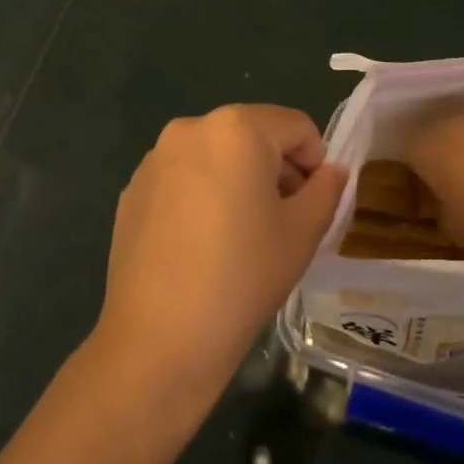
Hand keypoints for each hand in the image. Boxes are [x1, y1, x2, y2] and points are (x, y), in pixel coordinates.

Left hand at [93, 105, 344, 407]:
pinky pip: (183, 177)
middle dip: (276, 168)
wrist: (159, 338)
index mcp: (237, 128)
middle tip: (283, 220)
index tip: (314, 203)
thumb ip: (326, 190)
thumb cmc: (243, 276)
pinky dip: (202, 194)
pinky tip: (202, 244)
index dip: (315, 161)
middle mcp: (191, 128)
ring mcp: (155, 158)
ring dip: (238, 179)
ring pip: (215, 155)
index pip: (295, 126)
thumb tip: (330, 171)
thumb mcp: (302, 233)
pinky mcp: (132, 189)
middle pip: (252, 134)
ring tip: (241, 234)